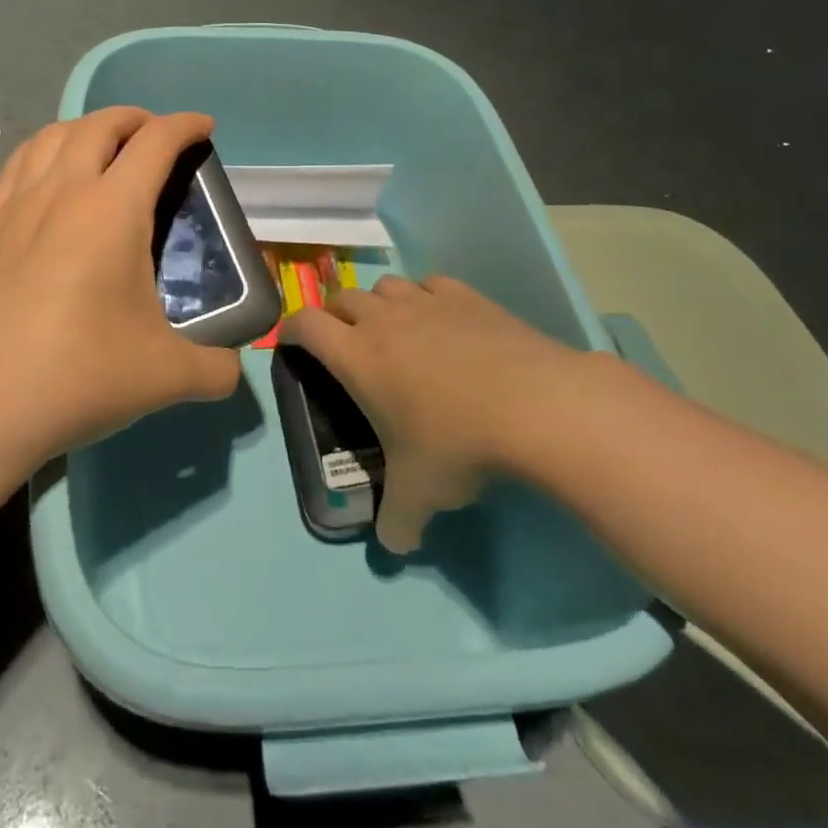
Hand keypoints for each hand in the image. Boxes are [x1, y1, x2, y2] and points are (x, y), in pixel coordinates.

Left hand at [0, 107, 240, 463]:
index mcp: (111, 211)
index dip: (184, 125)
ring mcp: (14, 210)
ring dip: (83, 128)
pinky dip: (41, 156)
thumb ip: (214, 368)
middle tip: (154, 135)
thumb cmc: (78, 377)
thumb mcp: (166, 376)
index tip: (203, 127)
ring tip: (100, 146)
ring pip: (49, 138)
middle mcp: (61, 193)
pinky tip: (45, 183)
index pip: (155, 142)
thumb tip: (231, 370)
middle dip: (133, 118)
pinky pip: (15, 170)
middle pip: (98, 125)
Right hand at [282, 275, 598, 552]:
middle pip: (342, 297)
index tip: (291, 343)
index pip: (305, 325)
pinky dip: (425, 297)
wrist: (535, 405)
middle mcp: (383, 320)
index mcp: (357, 356)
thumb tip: (392, 544)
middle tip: (344, 343)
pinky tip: (441, 320)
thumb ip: (396, 521)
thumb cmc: (459, 444)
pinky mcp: (466, 296)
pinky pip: (431, 284)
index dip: (291, 330)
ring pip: (386, 285)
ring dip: (379, 303)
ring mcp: (426, 302)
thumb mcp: (420, 494)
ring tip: (393, 329)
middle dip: (334, 316)